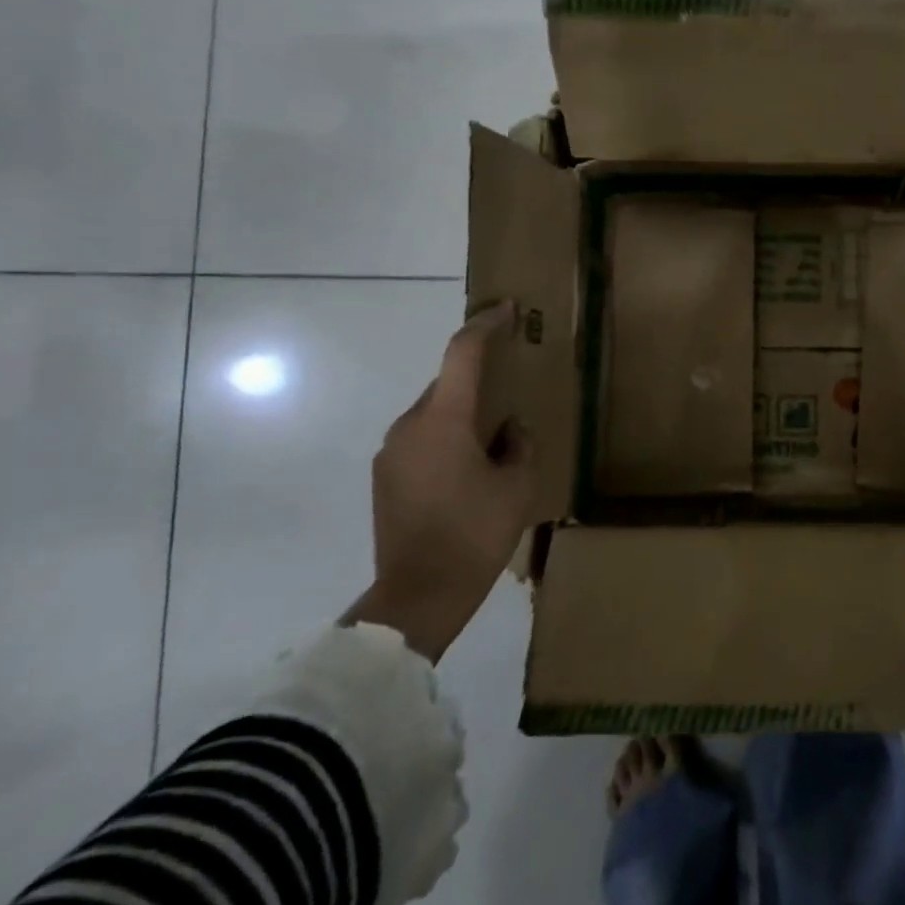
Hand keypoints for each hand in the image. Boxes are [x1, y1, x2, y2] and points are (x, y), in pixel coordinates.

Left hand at [346, 303, 538, 663]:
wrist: (419, 594)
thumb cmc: (475, 533)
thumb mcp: (517, 486)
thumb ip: (519, 444)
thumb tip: (510, 429)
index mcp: (443, 420)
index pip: (462, 354)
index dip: (485, 326)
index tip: (506, 310)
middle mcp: (409, 426)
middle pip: (447, 384)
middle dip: (479, 379)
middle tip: (511, 388)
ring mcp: (391, 452)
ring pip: (434, 413)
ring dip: (462, 414)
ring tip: (494, 440)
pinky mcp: (385, 478)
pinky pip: (421, 439)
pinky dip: (446, 439)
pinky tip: (469, 469)